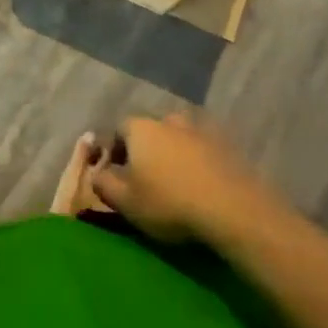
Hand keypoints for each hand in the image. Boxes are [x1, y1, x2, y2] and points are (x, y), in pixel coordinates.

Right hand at [90, 113, 288, 246]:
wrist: (231, 208)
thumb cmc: (169, 202)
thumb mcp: (125, 201)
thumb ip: (103, 183)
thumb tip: (96, 173)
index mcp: (140, 127)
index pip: (118, 130)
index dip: (115, 151)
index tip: (116, 174)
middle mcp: (168, 119)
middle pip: (150, 131)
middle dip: (145, 151)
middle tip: (146, 179)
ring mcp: (200, 129)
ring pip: (178, 138)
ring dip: (173, 155)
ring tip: (175, 183)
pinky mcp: (225, 144)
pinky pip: (202, 150)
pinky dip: (197, 162)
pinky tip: (200, 185)